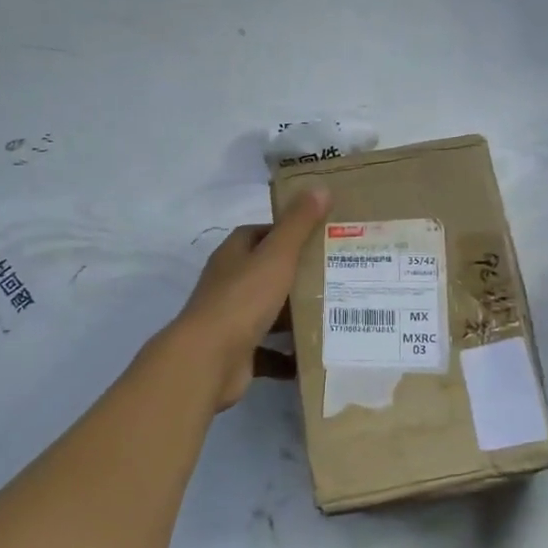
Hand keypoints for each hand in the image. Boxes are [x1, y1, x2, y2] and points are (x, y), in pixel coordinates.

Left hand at [171, 188, 330, 409]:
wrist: (208, 360)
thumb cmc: (243, 299)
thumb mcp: (277, 255)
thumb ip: (299, 223)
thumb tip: (320, 187)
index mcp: (234, 255)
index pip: (262, 234)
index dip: (289, 233)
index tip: (322, 238)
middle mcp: (229, 283)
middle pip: (268, 273)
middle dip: (299, 275)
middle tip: (338, 276)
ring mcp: (231, 319)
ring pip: (270, 312)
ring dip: (296, 315)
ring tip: (334, 313)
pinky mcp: (238, 352)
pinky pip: (269, 351)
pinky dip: (289, 356)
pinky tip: (315, 355)